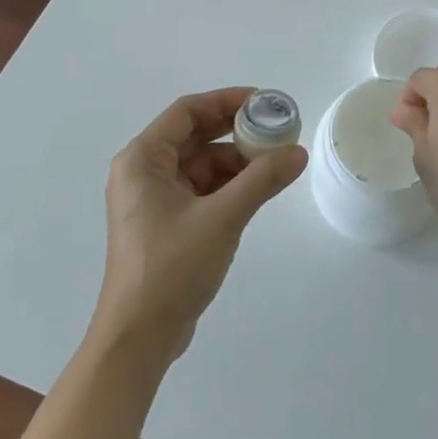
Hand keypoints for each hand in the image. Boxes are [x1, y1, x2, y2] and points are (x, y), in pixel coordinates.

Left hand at [93, 87, 306, 366]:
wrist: (139, 338)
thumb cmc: (171, 268)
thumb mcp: (222, 218)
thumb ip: (262, 180)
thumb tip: (298, 152)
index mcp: (142, 160)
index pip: (187, 111)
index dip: (226, 101)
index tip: (265, 102)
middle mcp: (143, 173)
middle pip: (195, 136)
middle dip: (237, 132)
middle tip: (278, 131)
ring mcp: (154, 200)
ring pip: (202, 165)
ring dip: (237, 162)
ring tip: (277, 164)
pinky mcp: (166, 224)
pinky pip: (202, 190)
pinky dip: (229, 186)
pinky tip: (258, 190)